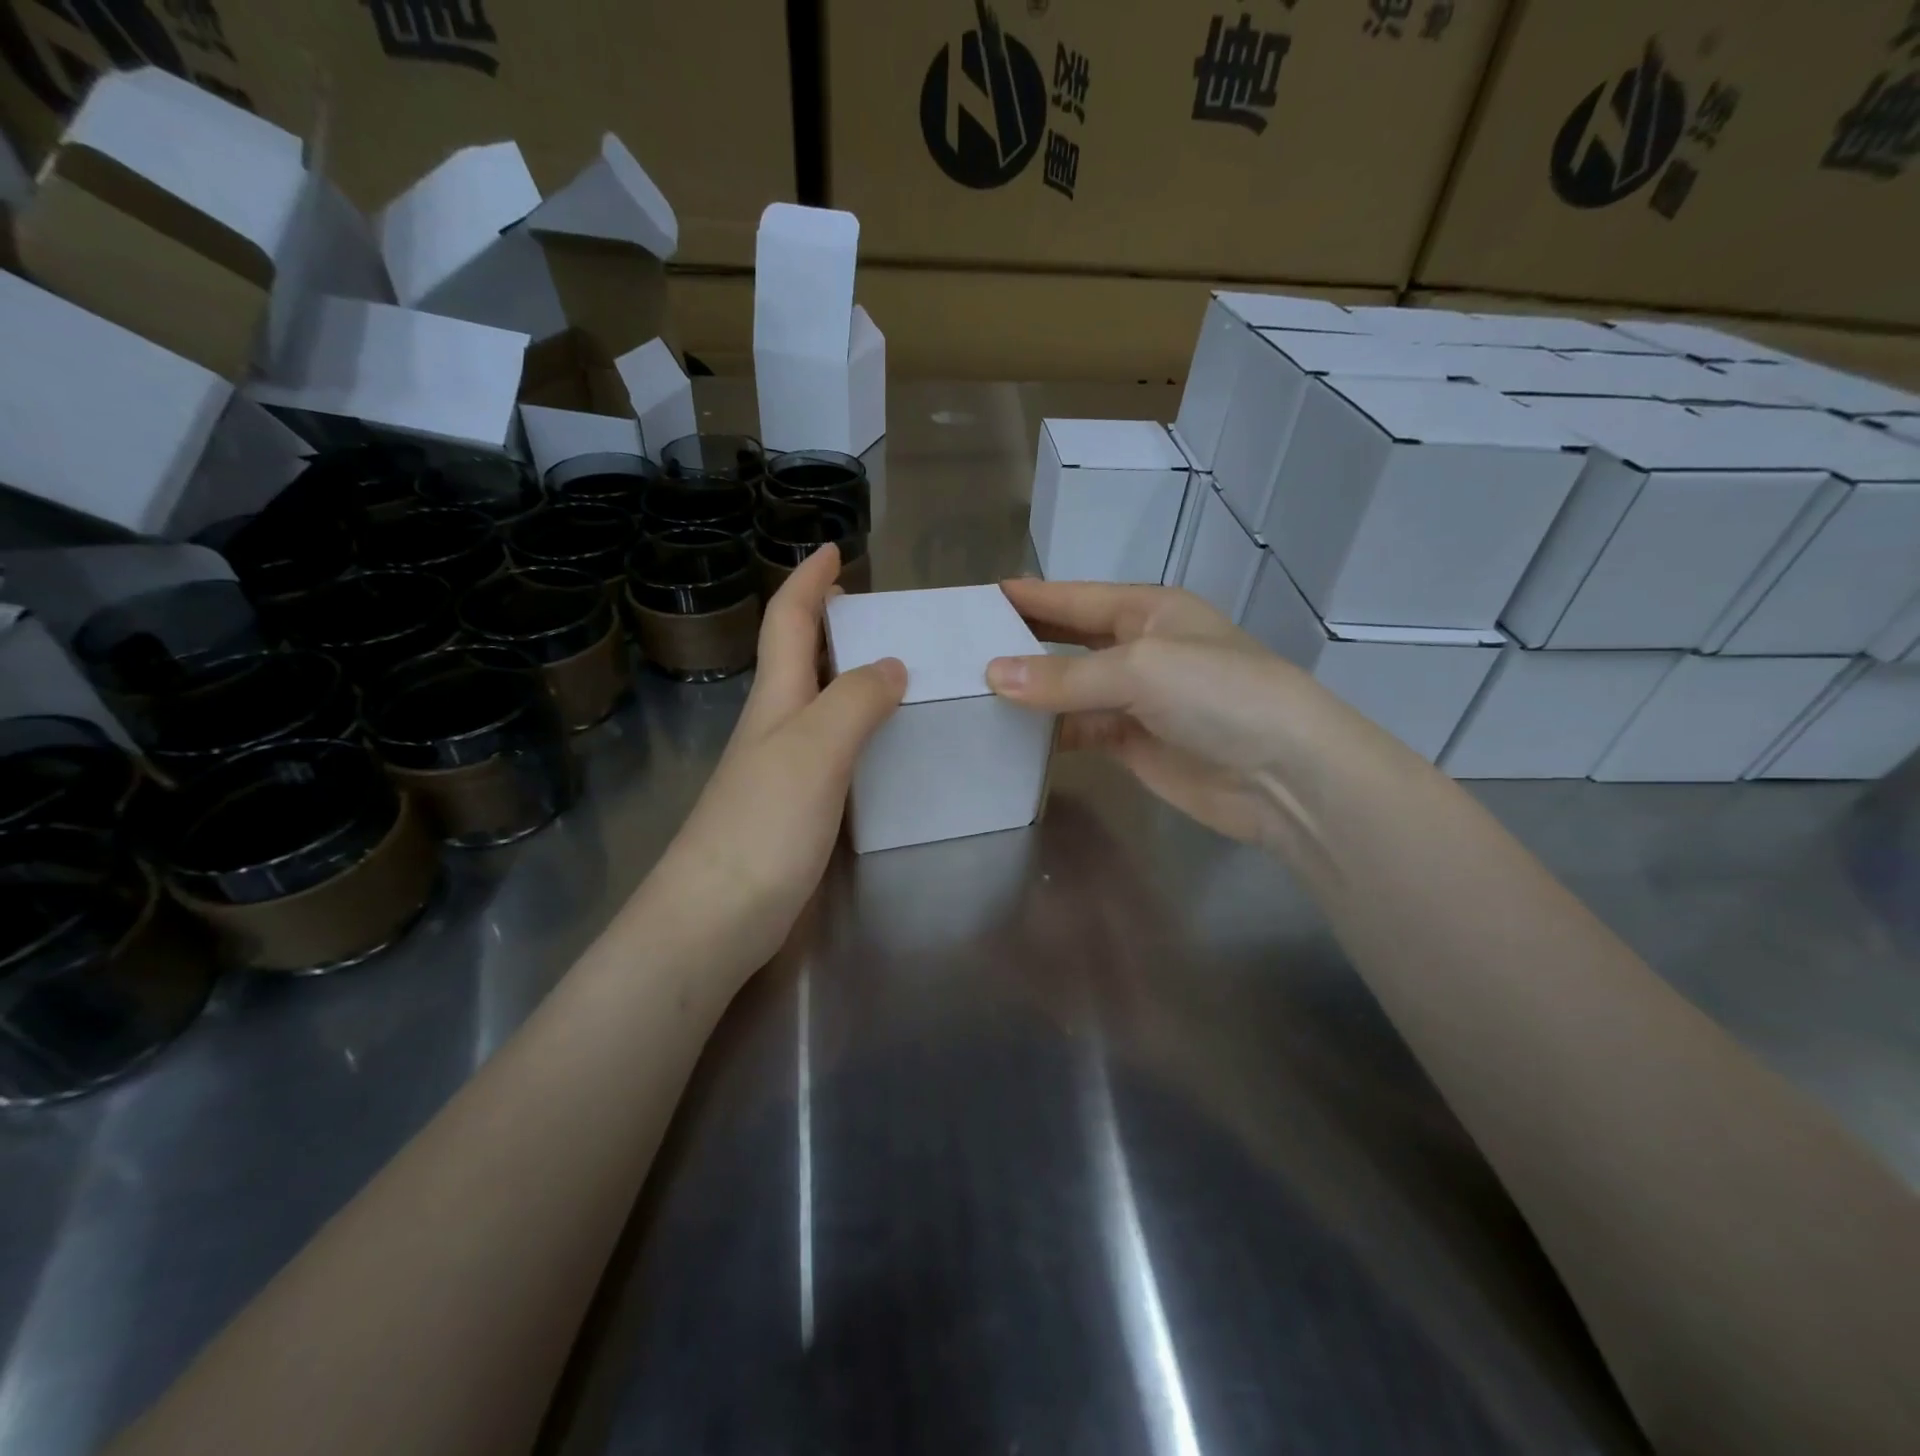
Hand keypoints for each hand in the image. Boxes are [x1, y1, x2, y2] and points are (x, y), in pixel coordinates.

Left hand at [638, 545, 904, 980]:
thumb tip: (890, 664)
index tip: (833, 550)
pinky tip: (881, 746)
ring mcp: (778, 770)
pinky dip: (855, 730)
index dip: (808, 581)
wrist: (714, 919)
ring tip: (893, 669)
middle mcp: (772, 727)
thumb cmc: (762, 825)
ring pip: (814, 704)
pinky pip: (829, 749)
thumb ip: (855, 701)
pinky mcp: (791, 810)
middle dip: (826, 623)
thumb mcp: (815, 750)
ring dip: (845, 676)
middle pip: (796, 658)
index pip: (787, 622)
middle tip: (874, 611)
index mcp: (774, 700)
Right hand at [985, 579, 1368, 848]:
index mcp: (1149, 610)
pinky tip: (1012, 735)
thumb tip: (992, 676)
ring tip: (972, 691)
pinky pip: (1080, 730)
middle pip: (1069, 640)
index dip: (1030, 597)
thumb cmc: (1219, 694)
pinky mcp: (1134, 744)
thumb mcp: (1140, 668)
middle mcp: (1140, 649)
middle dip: (1024, 641)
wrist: (1283, 774)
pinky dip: (1050, 732)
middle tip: (963, 646)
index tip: (978, 598)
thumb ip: (1065, 674)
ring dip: (1031, 691)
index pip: (1075, 598)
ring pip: (1070, 689)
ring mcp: (1137, 700)